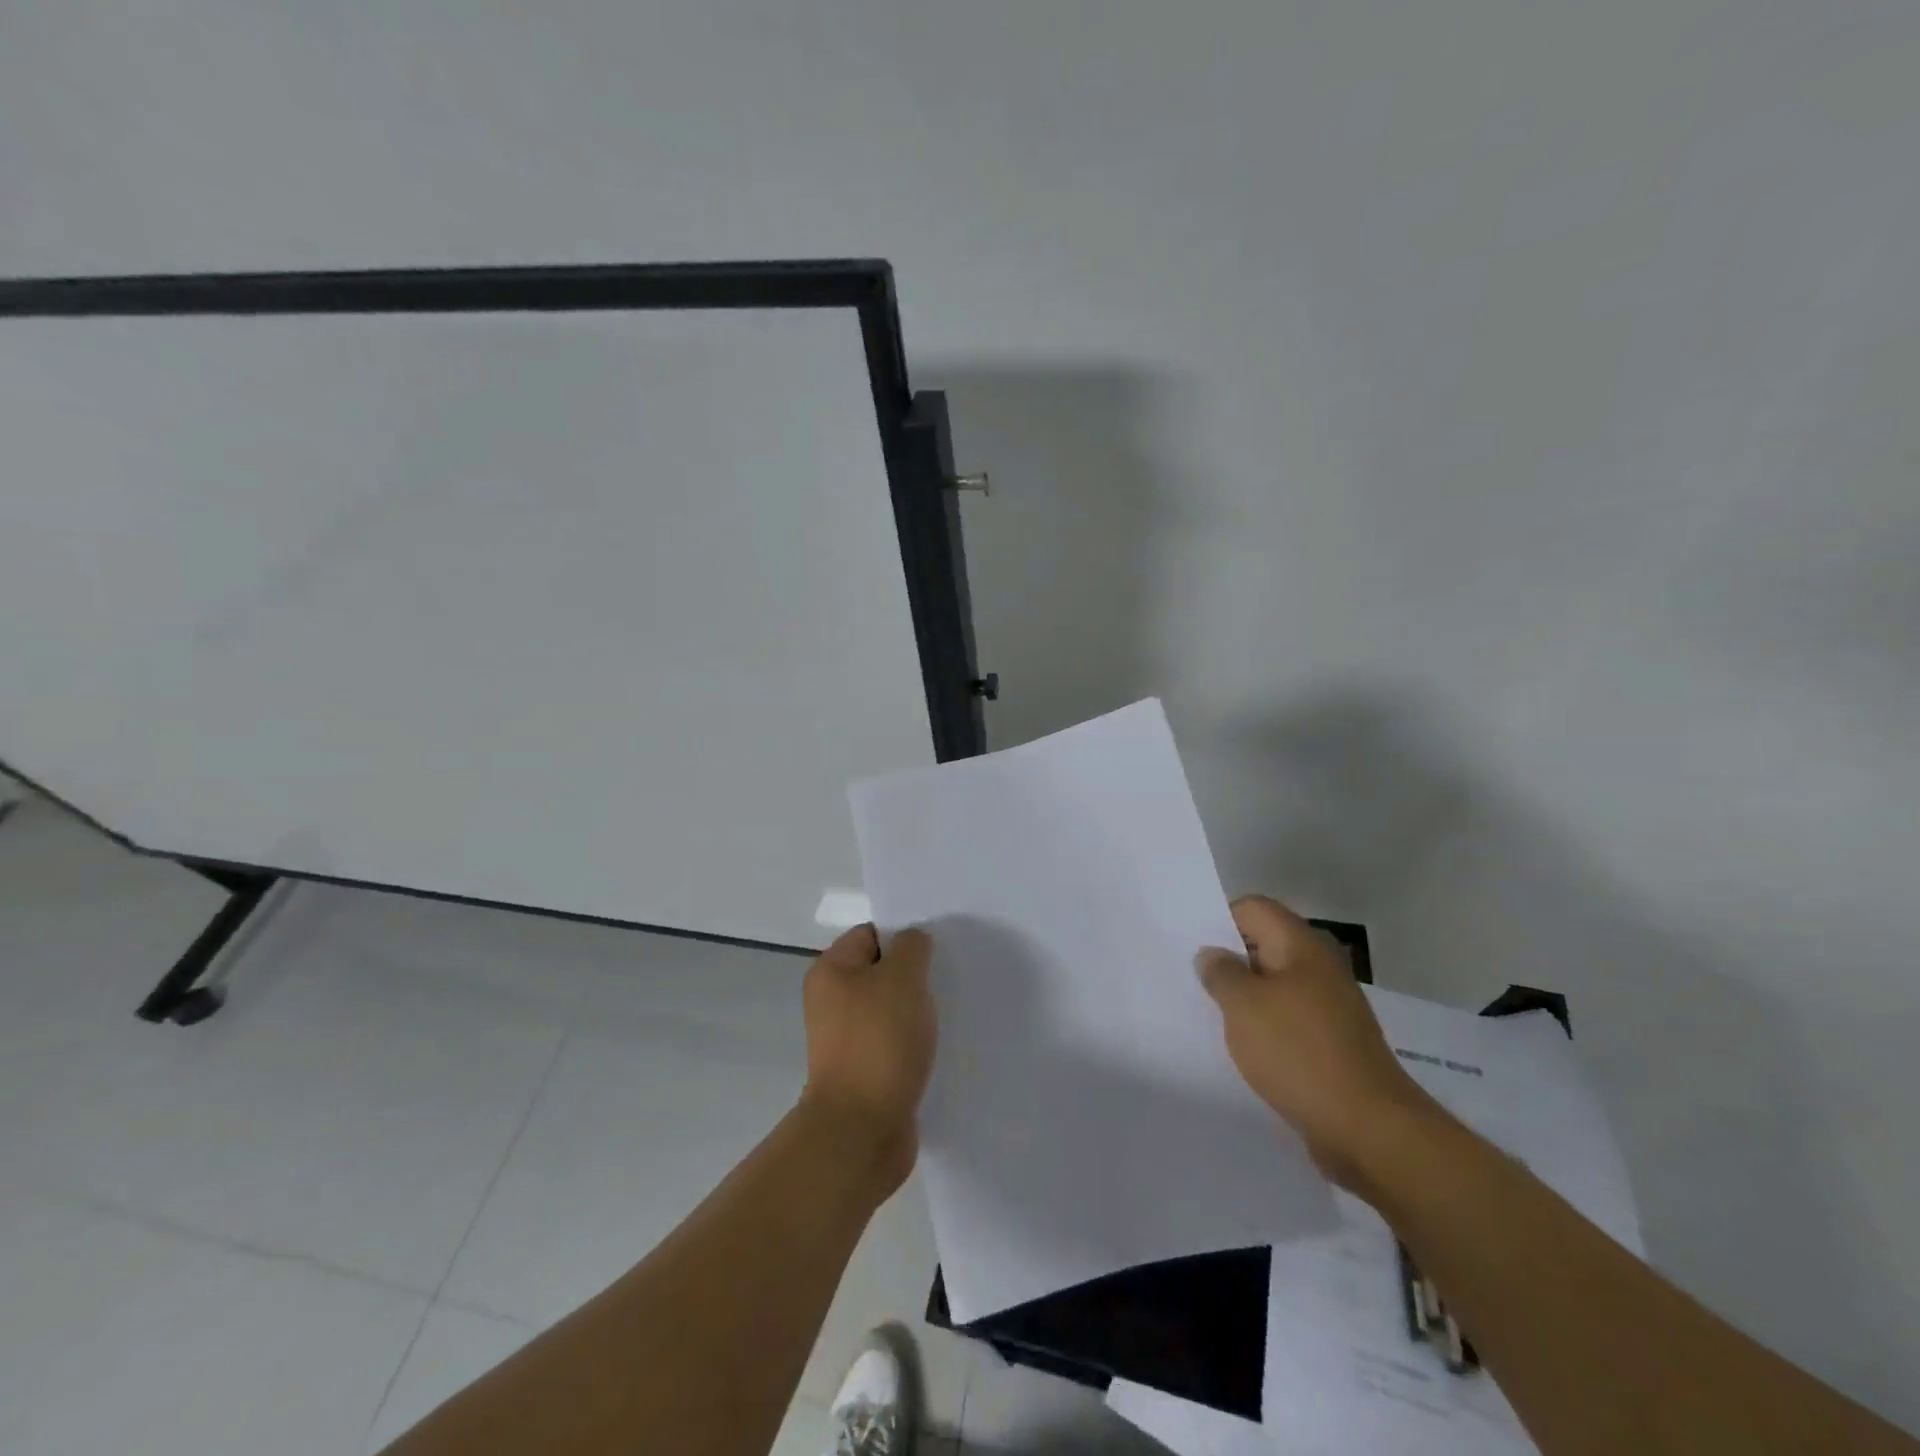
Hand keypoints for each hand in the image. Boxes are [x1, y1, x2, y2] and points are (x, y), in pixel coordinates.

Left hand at [800, 924, 936, 1193]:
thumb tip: (913, 942)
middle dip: (916, 975)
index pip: (871, 933)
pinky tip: (941, 1046)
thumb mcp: (902, 978)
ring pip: (891, 1009)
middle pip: (882, 971)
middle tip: (948, 979)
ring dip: (919, 1011)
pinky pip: (895, 1043)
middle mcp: (833, 1000)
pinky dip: (915, 1043)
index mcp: (832, 971)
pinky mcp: (865, 1071)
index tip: (937, 949)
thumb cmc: (879, 1042)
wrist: (861, 1130)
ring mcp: (848, 1039)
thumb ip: (912, 947)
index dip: (904, 936)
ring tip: (950, 1013)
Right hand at [1197, 895, 1438, 1187]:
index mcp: (1301, 946)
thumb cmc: (1298, 1053)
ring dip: (1243, 997)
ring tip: (1207, 1013)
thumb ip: (1220, 973)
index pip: (1253, 908)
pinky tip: (1240, 1046)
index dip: (1218, 919)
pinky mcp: (1330, 1044)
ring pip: (1273, 986)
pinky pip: (1286, 1020)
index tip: (1190, 945)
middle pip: (1263, 945)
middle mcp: (1318, 968)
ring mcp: (1328, 1008)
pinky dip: (1262, 1027)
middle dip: (1227, 960)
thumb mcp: (1243, 1005)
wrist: (1368, 1130)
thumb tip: (1213, 955)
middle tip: (1190, 979)